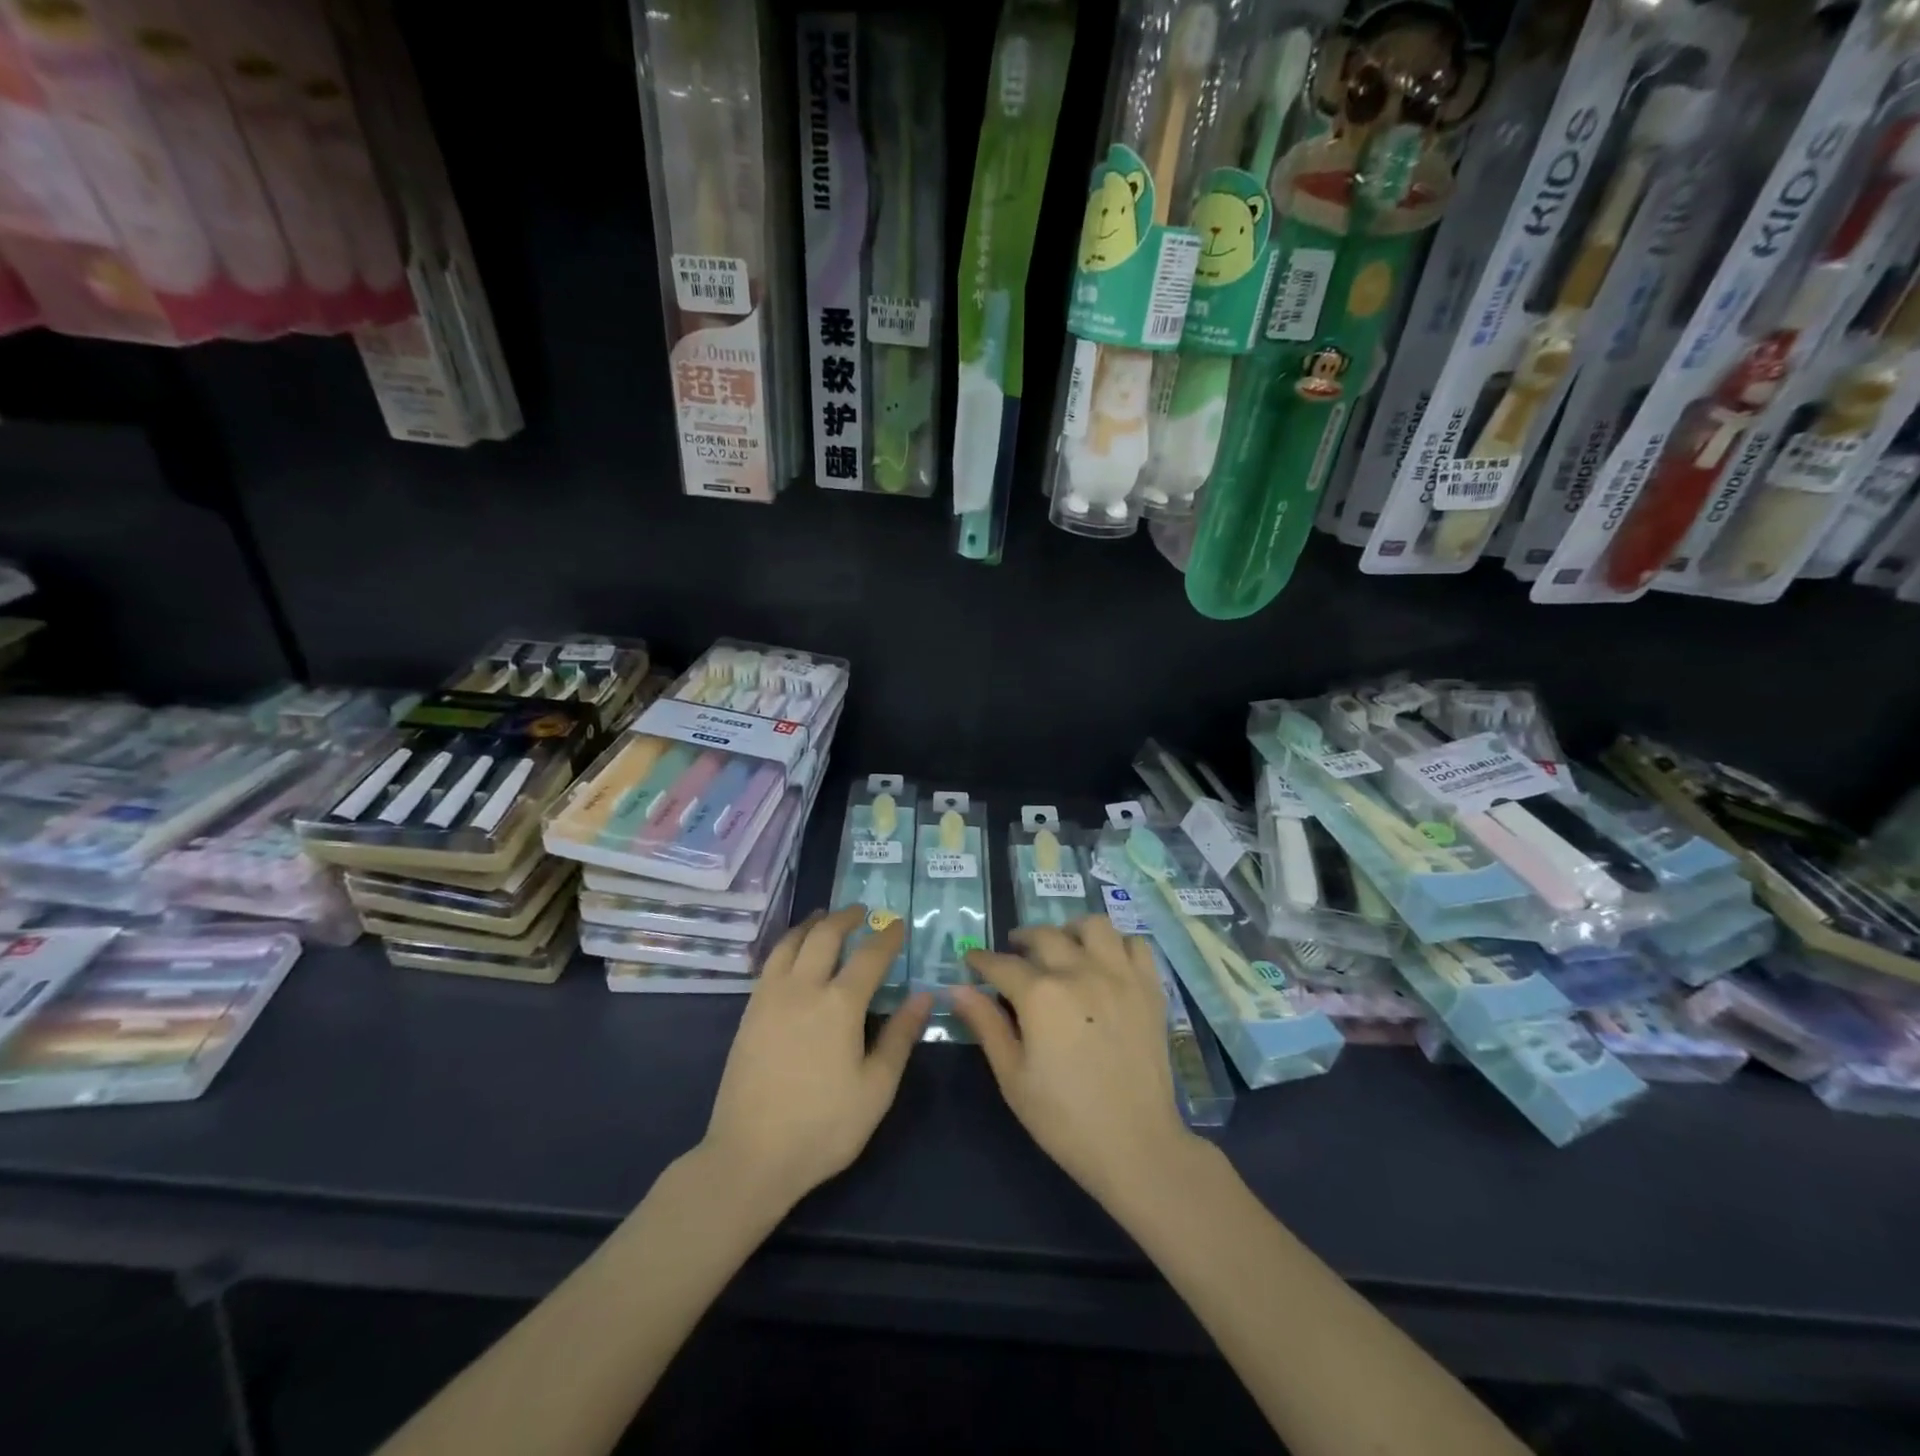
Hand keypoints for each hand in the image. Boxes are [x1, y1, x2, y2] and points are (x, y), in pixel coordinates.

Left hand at [702, 906, 930, 1211]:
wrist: (750, 1156)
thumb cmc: (823, 1127)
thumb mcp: (876, 1089)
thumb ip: (900, 1037)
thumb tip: (924, 996)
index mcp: (840, 1004)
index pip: (870, 955)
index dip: (887, 936)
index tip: (899, 924)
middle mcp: (803, 988)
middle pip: (825, 935)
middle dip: (846, 917)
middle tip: (862, 911)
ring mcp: (770, 998)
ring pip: (791, 942)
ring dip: (812, 924)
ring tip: (824, 917)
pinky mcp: (749, 1013)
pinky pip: (771, 962)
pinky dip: (788, 944)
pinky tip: (793, 953)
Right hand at [953, 917, 1199, 1209]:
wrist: (1136, 1145)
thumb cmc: (1065, 1118)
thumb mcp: (1013, 1077)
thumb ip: (986, 1025)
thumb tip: (957, 989)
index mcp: (1041, 994)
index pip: (1001, 964)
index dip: (981, 961)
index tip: (971, 960)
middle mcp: (1080, 971)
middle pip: (1045, 936)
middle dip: (1021, 940)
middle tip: (1013, 954)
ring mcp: (1120, 975)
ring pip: (1093, 926)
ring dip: (1071, 930)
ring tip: (1063, 948)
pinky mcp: (1150, 987)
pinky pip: (1135, 944)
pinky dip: (1118, 944)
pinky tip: (1106, 962)